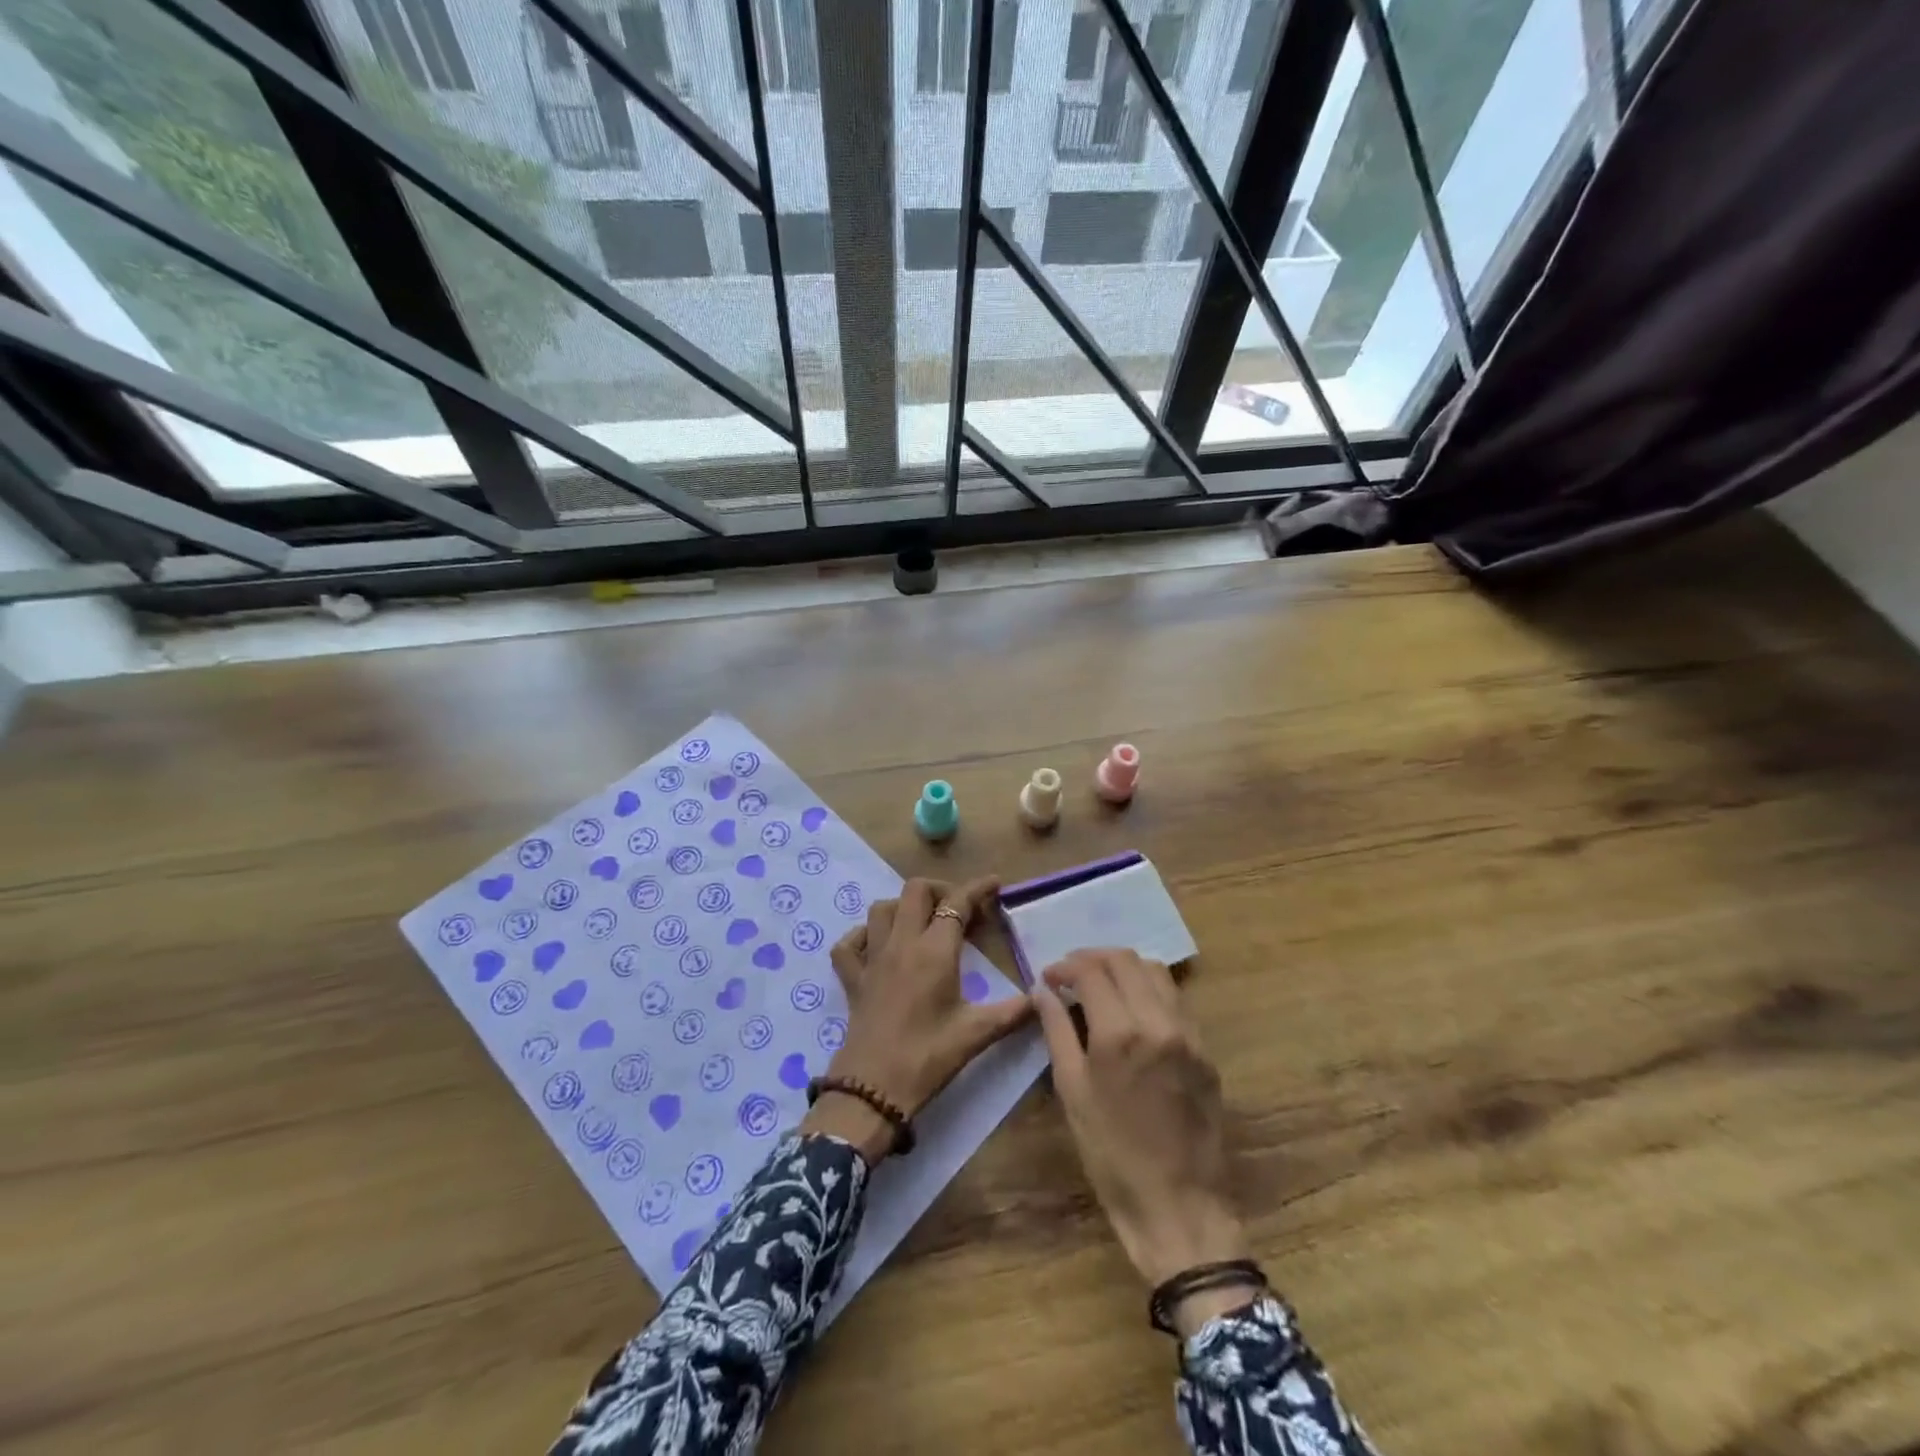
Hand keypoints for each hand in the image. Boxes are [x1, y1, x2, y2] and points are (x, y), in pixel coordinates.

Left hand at [801, 877, 1031, 1162]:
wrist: (873, 1089)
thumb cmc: (928, 1057)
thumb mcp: (977, 1034)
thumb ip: (1013, 1011)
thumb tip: (1042, 996)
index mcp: (934, 951)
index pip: (957, 903)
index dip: (977, 889)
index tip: (994, 884)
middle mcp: (901, 944)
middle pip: (915, 891)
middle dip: (941, 891)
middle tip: (959, 911)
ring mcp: (872, 959)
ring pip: (882, 909)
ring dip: (904, 907)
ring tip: (923, 924)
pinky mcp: (853, 979)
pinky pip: (849, 943)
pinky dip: (863, 936)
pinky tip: (878, 946)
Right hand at [1035, 948, 1257, 1333]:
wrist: (1179, 1206)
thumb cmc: (1112, 1155)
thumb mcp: (1073, 1092)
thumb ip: (1057, 1031)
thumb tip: (1042, 991)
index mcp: (1120, 1033)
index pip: (1091, 971)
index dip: (1065, 966)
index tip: (1048, 977)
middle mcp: (1159, 1021)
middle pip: (1125, 960)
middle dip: (1092, 958)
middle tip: (1070, 975)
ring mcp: (1188, 1034)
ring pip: (1155, 972)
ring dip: (1124, 968)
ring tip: (1100, 985)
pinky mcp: (1205, 1050)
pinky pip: (1175, 1000)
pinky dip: (1149, 989)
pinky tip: (1132, 1009)